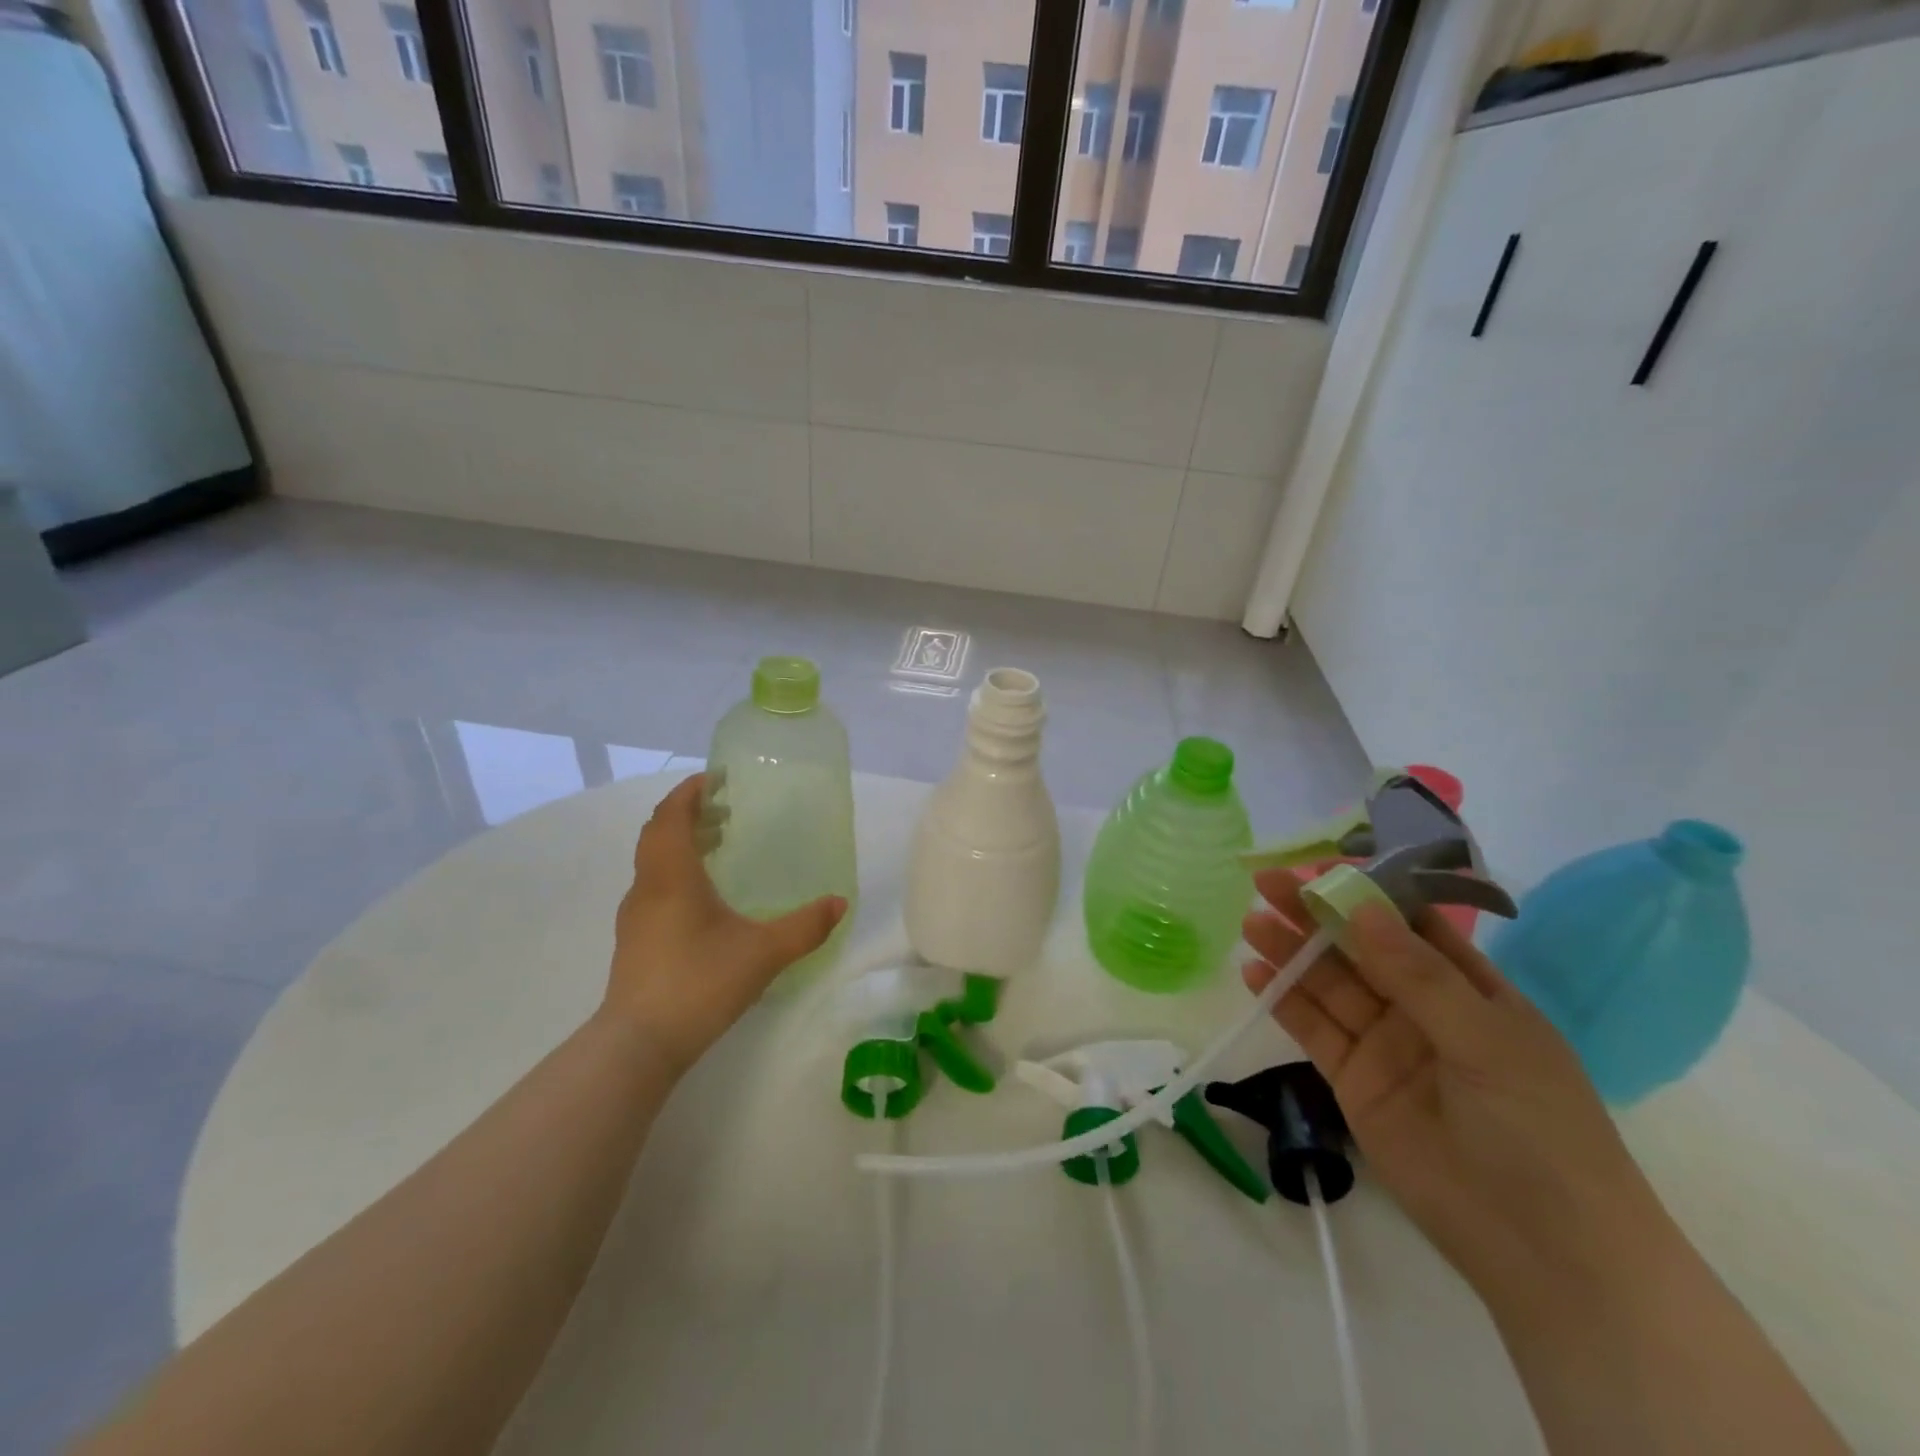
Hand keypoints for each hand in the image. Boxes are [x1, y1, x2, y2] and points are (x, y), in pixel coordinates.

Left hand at [604, 775, 846, 1074]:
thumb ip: (805, 926)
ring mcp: (636, 915)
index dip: (690, 792)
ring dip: (681, 843)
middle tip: (725, 810)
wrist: (639, 1044)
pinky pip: (654, 885)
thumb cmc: (699, 983)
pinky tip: (704, 898)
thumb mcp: (763, 953)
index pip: (671, 815)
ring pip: (654, 861)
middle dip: (689, 814)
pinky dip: (676, 871)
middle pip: (659, 833)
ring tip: (718, 846)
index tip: (716, 779)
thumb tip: (840, 903)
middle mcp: (647, 886)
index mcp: (672, 875)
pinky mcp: (634, 940)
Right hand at [1242, 870, 1678, 1320]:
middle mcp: (1421, 1008)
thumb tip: (1362, 906)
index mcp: (1469, 989)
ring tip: (1252, 923)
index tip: (1320, 867)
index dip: (1365, 892)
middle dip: (1314, 916)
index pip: (1410, 924)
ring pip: (1329, 986)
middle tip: (1266, 885)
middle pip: (1358, 949)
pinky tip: (1254, 974)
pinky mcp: (1352, 1080)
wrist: (1544, 1252)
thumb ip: (1417, 974)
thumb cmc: (1539, 1130)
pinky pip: (1313, 1030)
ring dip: (1290, 953)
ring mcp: (1384, 1044)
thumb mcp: (1486, 1041)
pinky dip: (1283, 1001)